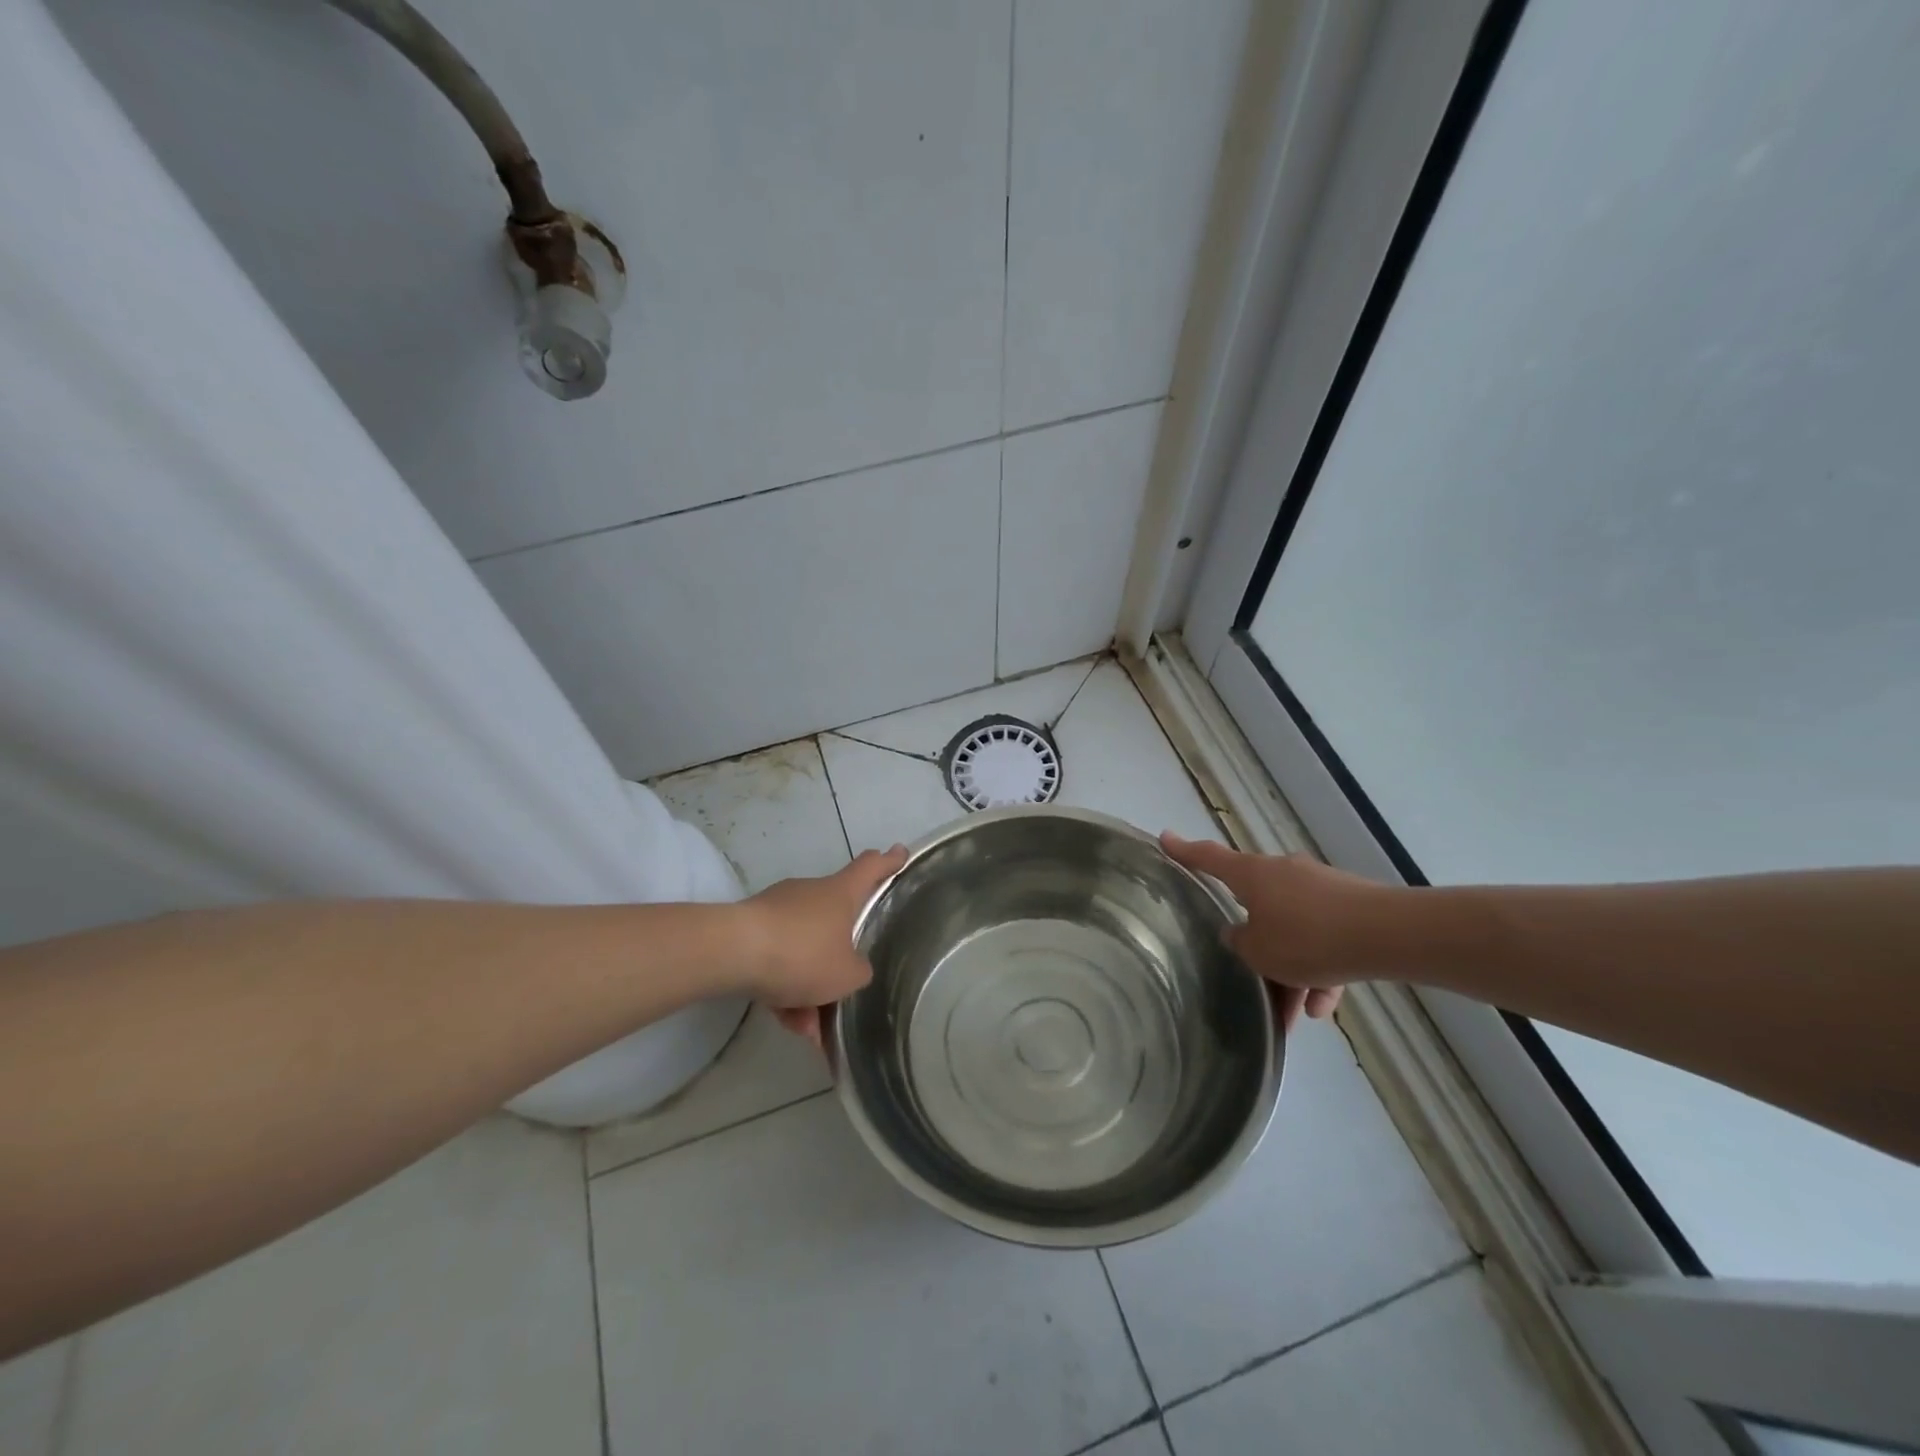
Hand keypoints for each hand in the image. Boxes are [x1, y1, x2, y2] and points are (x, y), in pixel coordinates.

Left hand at [744, 845, 906, 1045]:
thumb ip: (858, 972)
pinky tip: (784, 1021)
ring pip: (803, 950)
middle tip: (841, 997)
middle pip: (834, 922)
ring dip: (807, 989)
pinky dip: (783, 990)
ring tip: (807, 1028)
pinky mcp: (751, 929)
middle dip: (836, 963)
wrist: (733, 953)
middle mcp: (811, 893)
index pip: (871, 868)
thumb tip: (853, 968)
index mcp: (841, 893)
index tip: (900, 853)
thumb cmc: (803, 954)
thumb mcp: (847, 974)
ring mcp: (778, 910)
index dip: (888, 862)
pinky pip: (777, 960)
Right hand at [1162, 833, 1395, 1029]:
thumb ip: (1240, 943)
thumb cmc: (1308, 938)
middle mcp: (1282, 874)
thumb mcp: (1259, 951)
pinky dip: (1320, 971)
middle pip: (1256, 906)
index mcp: (1252, 875)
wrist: (1389, 935)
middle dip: (1257, 948)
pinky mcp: (1350, 907)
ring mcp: (1319, 888)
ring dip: (1291, 970)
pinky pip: (1324, 940)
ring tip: (1295, 1015)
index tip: (1164, 839)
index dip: (1184, 852)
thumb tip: (1239, 934)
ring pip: (1293, 930)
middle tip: (1254, 983)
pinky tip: (1323, 1007)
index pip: (1208, 859)